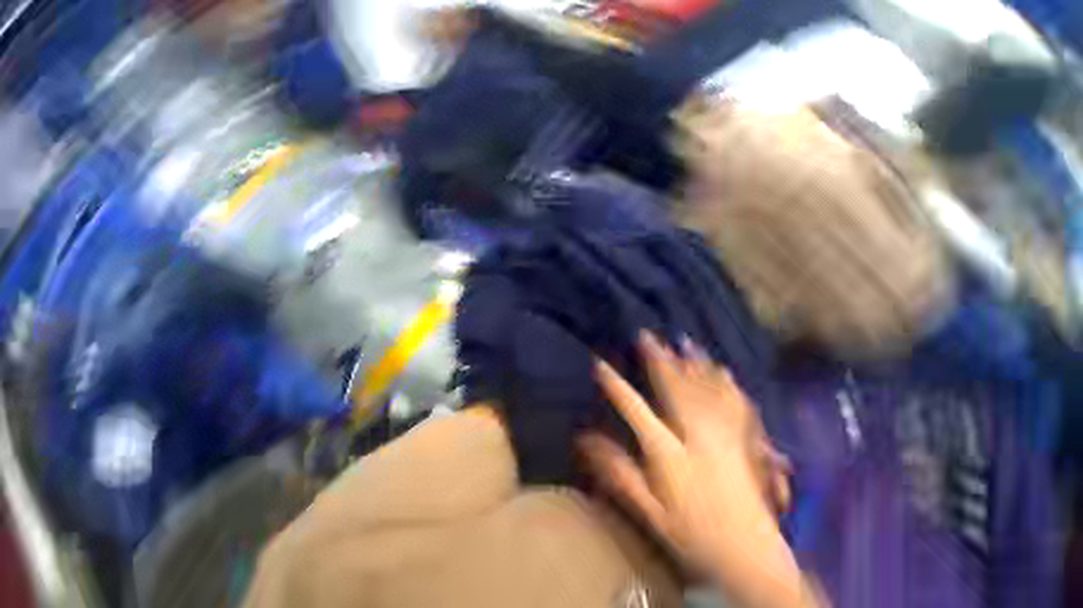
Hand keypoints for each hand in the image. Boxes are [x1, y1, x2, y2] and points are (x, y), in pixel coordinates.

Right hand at [579, 333, 818, 607]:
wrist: (751, 561)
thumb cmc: (693, 537)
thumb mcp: (648, 512)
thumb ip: (618, 473)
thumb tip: (586, 442)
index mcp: (669, 454)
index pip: (635, 410)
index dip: (615, 385)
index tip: (599, 363)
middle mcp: (697, 437)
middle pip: (674, 388)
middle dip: (657, 359)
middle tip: (647, 335)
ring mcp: (725, 436)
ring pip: (705, 389)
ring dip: (692, 362)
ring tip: (682, 340)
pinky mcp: (745, 441)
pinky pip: (735, 403)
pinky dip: (727, 383)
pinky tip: (722, 368)